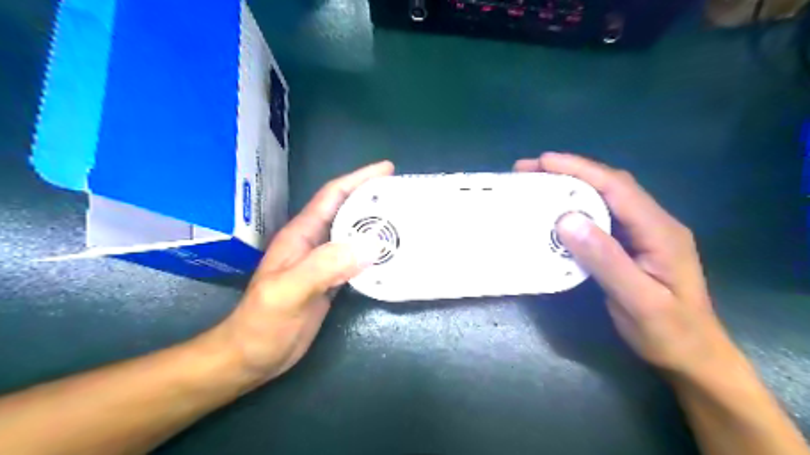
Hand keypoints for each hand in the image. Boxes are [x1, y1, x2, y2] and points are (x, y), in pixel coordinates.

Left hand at [212, 163, 393, 385]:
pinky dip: (374, 254)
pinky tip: (391, 256)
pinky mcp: (331, 281)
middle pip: (348, 212)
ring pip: (354, 235)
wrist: (251, 356)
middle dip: (374, 199)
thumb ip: (325, 266)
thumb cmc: (262, 323)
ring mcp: (323, 263)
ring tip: (405, 221)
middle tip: (405, 195)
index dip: (358, 179)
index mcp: (302, 235)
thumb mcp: (289, 291)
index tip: (387, 169)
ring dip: (377, 226)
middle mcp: (314, 243)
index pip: (332, 196)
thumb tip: (370, 245)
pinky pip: (357, 260)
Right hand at [515, 153, 738, 380]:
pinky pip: (601, 216)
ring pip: (604, 198)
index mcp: (660, 230)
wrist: (692, 356)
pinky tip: (556, 211)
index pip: (617, 188)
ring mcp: (642, 233)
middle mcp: (653, 223)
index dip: (580, 169)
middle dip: (570, 172)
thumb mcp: (638, 300)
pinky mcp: (630, 244)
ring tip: (537, 183)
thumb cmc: (668, 332)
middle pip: (610, 185)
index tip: (544, 161)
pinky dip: (575, 207)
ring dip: (571, 186)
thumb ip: (606, 259)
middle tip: (531, 169)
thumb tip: (566, 219)